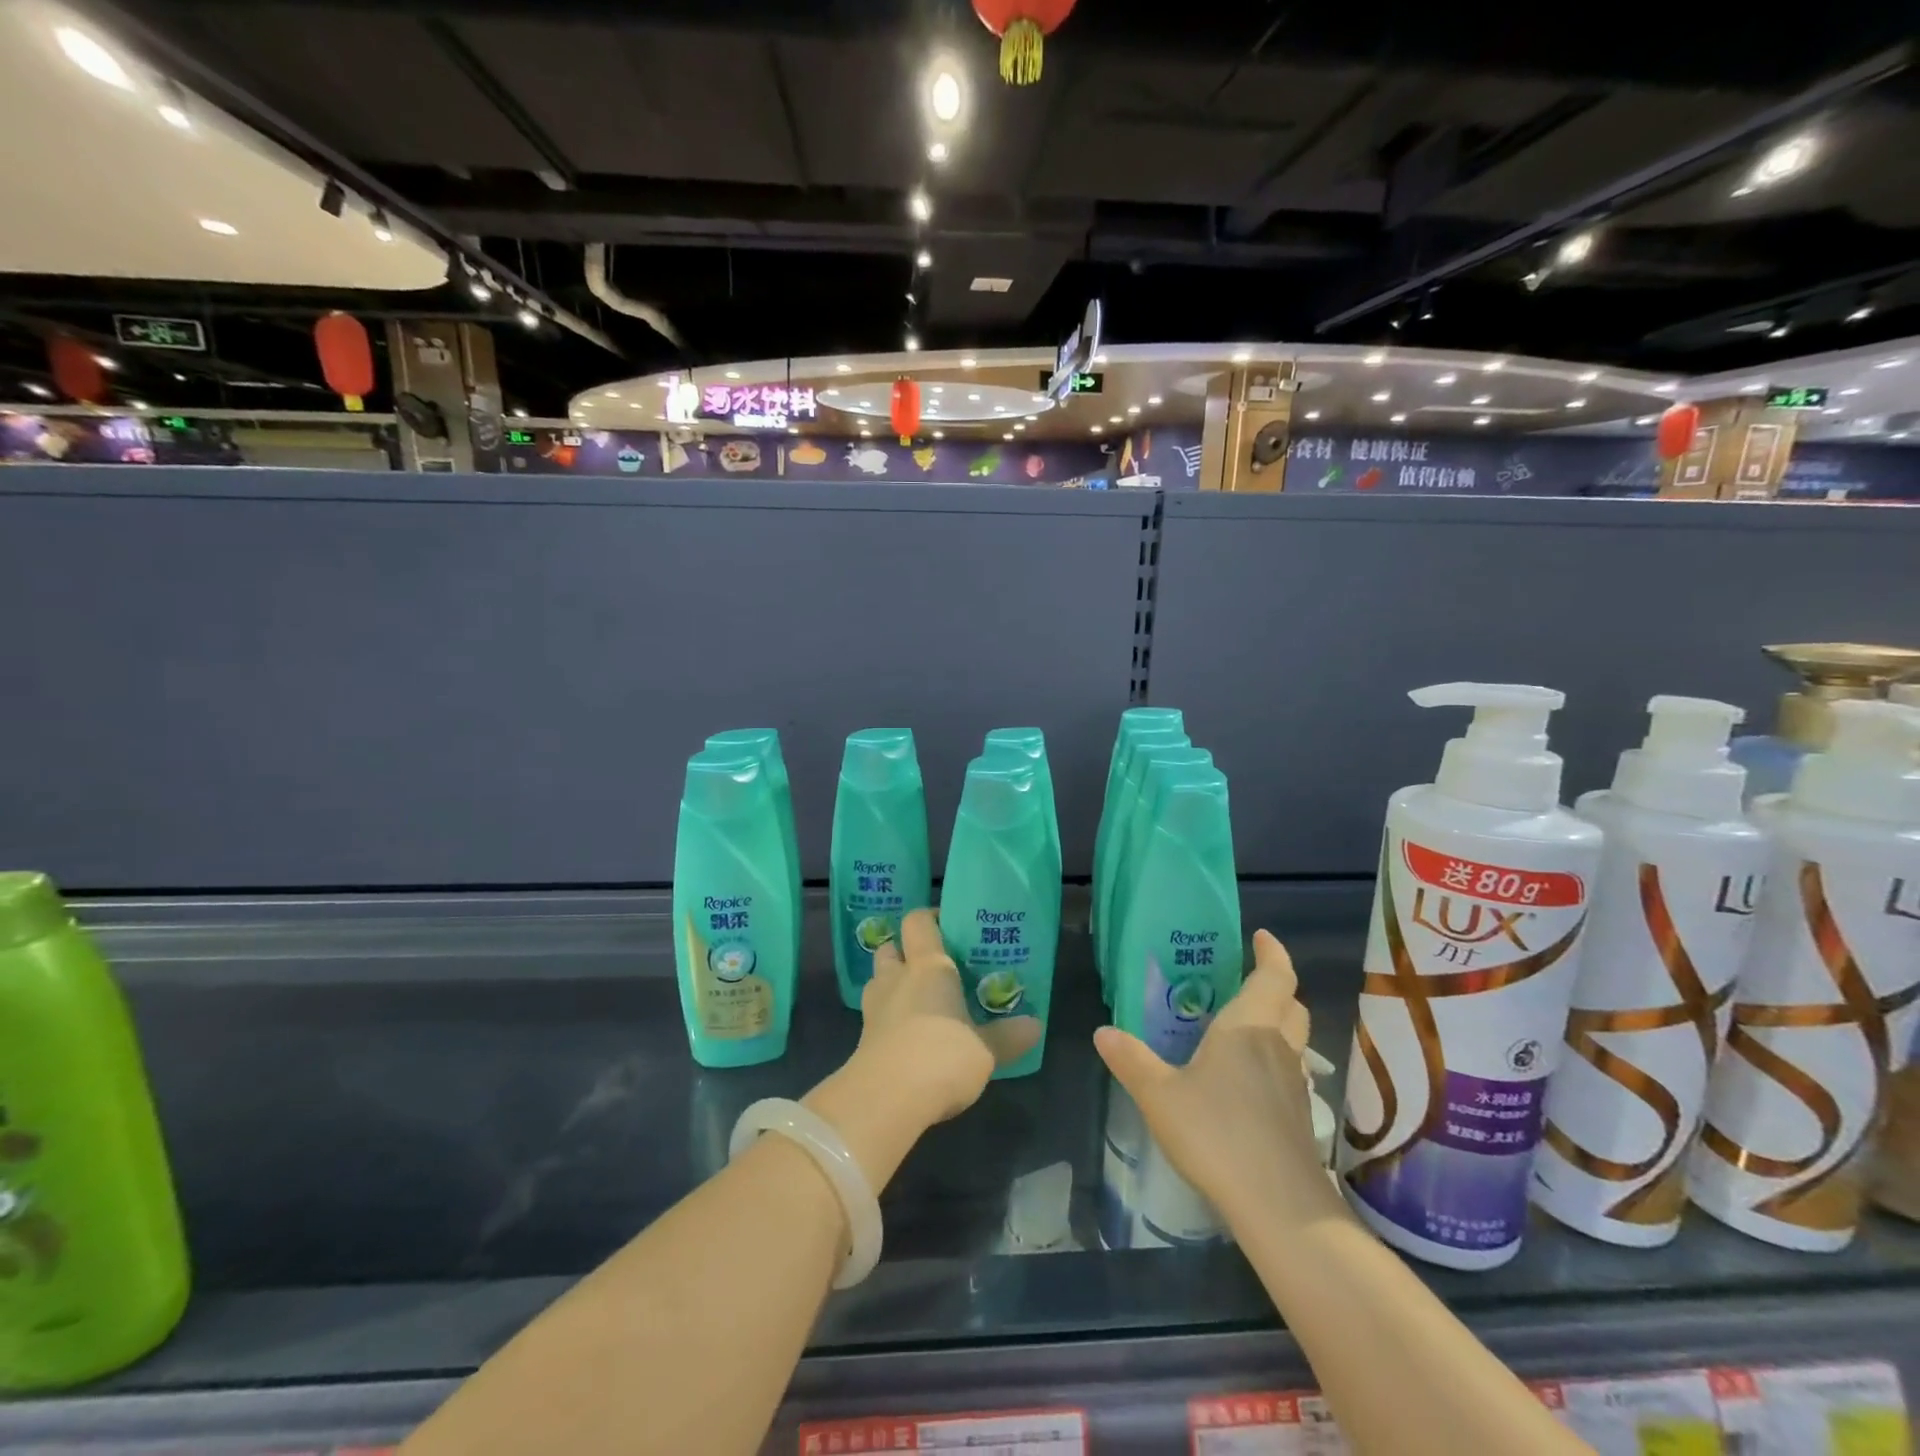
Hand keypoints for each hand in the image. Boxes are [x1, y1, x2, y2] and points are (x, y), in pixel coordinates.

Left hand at [858, 908, 1040, 1120]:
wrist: (887, 1098)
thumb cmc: (942, 1055)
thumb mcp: (986, 1050)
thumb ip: (1008, 1036)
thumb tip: (1035, 1025)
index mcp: (928, 966)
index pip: (918, 922)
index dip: (929, 918)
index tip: (947, 925)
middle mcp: (897, 978)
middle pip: (891, 948)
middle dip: (905, 952)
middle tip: (932, 965)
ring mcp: (874, 1008)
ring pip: (878, 980)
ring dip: (893, 984)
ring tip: (918, 999)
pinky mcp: (863, 1039)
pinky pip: (875, 1015)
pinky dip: (888, 1018)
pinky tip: (908, 1035)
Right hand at [1095, 929, 1342, 1228]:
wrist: (1279, 1207)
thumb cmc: (1218, 1134)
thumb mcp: (1160, 1095)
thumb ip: (1132, 1061)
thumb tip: (1103, 1031)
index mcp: (1248, 1027)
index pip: (1274, 976)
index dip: (1272, 953)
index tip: (1261, 937)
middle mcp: (1276, 1047)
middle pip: (1290, 1004)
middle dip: (1275, 985)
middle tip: (1247, 979)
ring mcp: (1293, 1083)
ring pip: (1294, 1038)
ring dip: (1278, 1022)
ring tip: (1244, 1024)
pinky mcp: (1298, 1116)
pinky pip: (1290, 1069)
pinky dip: (1275, 1058)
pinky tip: (1248, 1079)